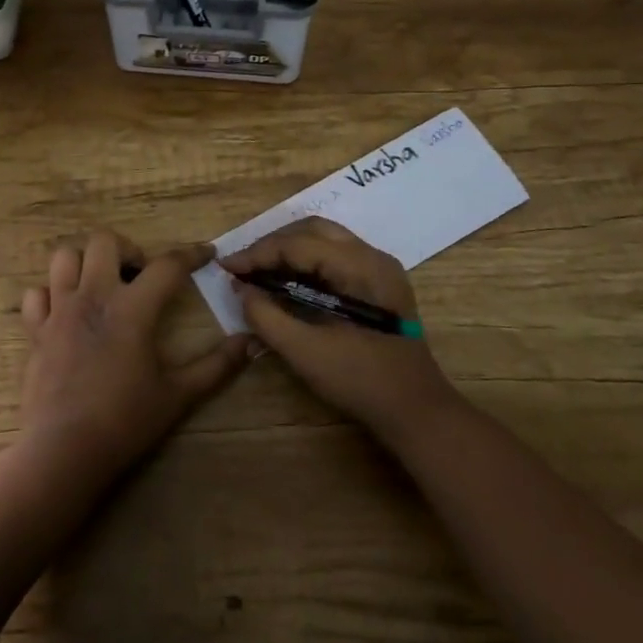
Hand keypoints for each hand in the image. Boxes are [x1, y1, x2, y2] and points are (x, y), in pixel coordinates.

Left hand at [20, 231, 250, 475]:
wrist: (64, 450)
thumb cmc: (126, 420)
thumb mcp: (179, 395)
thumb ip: (217, 366)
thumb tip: (250, 343)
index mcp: (132, 308)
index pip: (168, 265)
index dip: (191, 254)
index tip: (206, 253)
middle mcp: (93, 297)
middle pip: (104, 241)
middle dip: (127, 249)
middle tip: (139, 275)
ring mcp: (59, 311)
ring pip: (64, 258)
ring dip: (84, 263)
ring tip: (100, 284)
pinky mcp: (36, 331)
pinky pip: (36, 295)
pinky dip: (50, 295)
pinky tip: (65, 312)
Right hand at [222, 217, 460, 447]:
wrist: (416, 412)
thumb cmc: (361, 381)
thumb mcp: (306, 352)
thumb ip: (267, 317)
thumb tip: (241, 290)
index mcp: (360, 267)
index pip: (298, 244)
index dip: (258, 253)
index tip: (226, 268)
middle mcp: (372, 256)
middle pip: (312, 230)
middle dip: (273, 245)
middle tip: (243, 267)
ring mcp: (378, 268)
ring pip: (324, 239)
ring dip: (288, 250)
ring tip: (259, 271)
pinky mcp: (378, 283)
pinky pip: (335, 256)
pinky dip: (306, 262)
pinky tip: (286, 281)